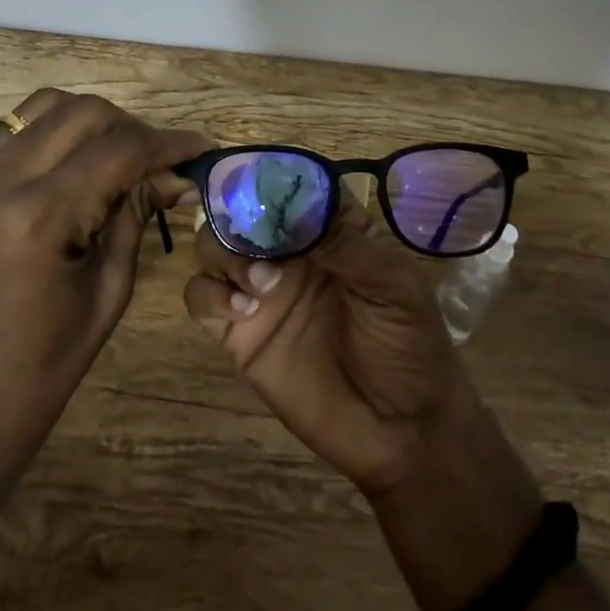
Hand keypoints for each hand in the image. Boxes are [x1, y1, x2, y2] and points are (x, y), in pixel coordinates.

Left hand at [0, 89, 208, 489]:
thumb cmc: (43, 368)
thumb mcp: (108, 292)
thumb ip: (137, 217)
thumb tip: (176, 177)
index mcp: (38, 216)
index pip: (119, 150)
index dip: (168, 143)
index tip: (201, 146)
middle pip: (83, 113)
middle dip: (132, 128)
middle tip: (160, 160)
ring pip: (45, 106)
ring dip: (92, 121)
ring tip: (120, 155)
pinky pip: (14, 131)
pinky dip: (54, 133)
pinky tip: (76, 164)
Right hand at [183, 197, 468, 493]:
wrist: (401, 432)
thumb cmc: (410, 346)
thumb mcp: (395, 287)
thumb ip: (348, 245)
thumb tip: (297, 210)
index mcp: (328, 230)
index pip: (289, 186)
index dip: (271, 178)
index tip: (258, 185)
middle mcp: (288, 251)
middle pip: (240, 209)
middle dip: (237, 216)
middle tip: (257, 242)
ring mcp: (260, 290)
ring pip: (212, 245)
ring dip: (224, 252)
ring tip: (261, 285)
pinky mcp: (238, 332)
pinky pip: (200, 297)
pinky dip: (209, 294)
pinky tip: (243, 312)